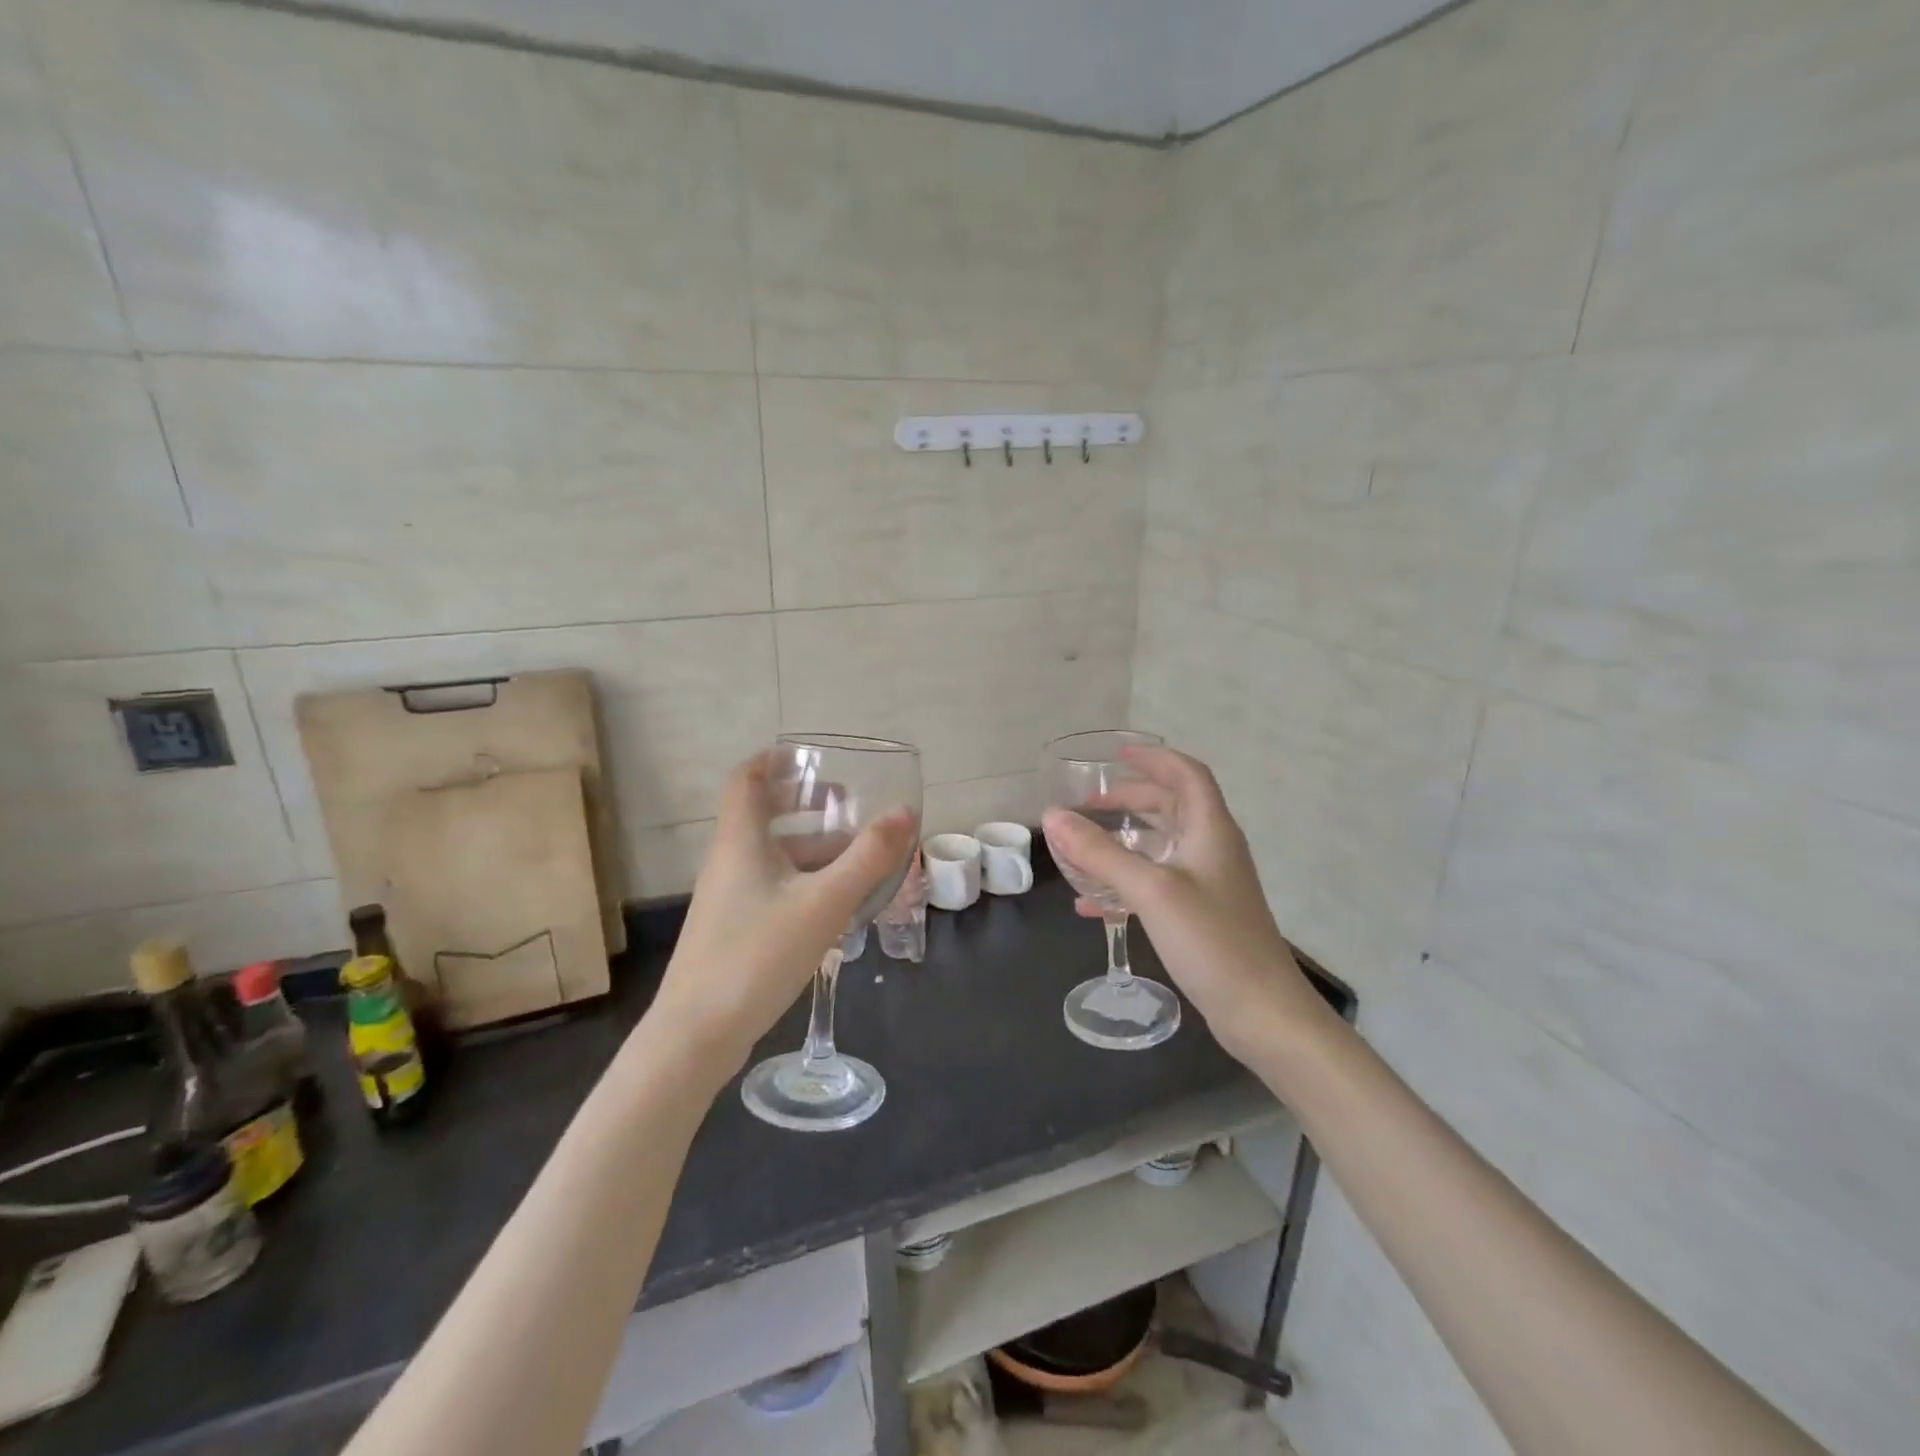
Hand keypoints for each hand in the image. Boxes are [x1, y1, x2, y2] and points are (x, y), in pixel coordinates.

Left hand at [642, 752, 916, 1075]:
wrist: (697, 1035)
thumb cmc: (758, 954)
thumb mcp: (824, 902)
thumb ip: (868, 857)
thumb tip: (905, 811)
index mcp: (741, 840)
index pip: (747, 778)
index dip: (775, 760)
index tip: (812, 758)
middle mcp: (729, 861)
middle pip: (763, 815)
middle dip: (805, 804)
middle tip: (846, 803)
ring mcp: (729, 898)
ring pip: (773, 855)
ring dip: (813, 847)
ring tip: (858, 855)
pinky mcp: (734, 929)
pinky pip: (774, 887)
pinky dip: (805, 880)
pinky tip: (837, 903)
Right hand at [1041, 747, 1325, 1060]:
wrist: (1262, 1013)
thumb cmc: (1211, 941)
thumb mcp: (1151, 891)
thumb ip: (1100, 853)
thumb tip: (1051, 817)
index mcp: (1210, 830)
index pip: (1187, 775)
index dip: (1154, 759)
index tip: (1116, 755)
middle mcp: (1212, 849)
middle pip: (1171, 807)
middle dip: (1130, 798)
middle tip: (1088, 802)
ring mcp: (1208, 884)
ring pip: (1161, 846)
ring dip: (1124, 840)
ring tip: (1083, 845)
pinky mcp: (1200, 915)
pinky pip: (1156, 884)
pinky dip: (1125, 882)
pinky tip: (1092, 903)